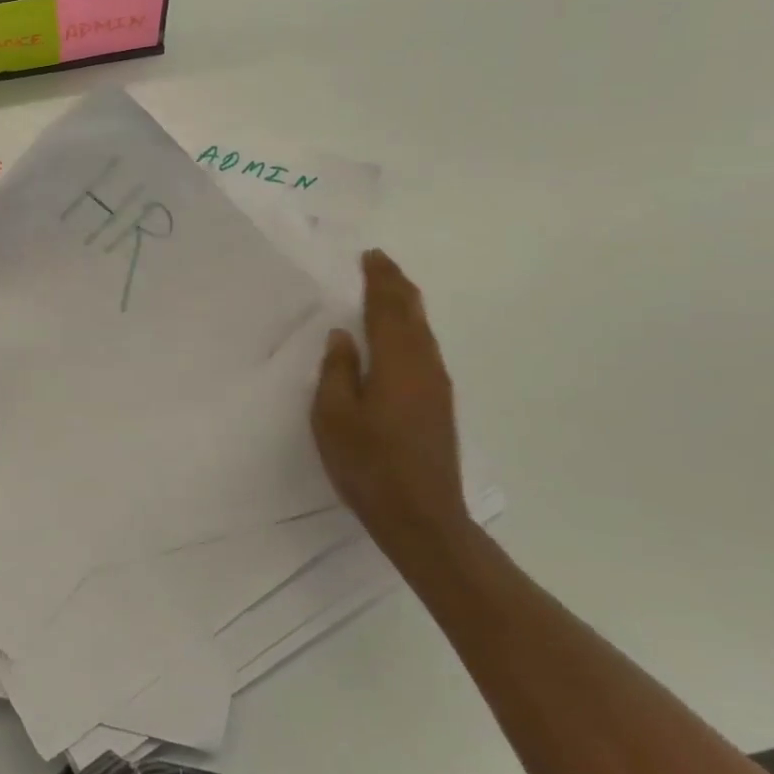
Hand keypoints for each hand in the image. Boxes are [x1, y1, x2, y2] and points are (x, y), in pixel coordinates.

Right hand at [311, 250, 468, 558]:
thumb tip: (342, 336)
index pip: (387, 308)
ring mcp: (437, 386)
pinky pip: (425, 349)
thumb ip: (336, 371)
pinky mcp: (440, 405)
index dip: (379, 280)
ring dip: (406, 306)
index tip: (370, 256)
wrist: (423, 517)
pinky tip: (402, 338)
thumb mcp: (334, 417)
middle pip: (412, 313)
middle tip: (380, 263)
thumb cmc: (369, 464)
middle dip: (396, 286)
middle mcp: (423, 366)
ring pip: (423, 331)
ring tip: (390, 291)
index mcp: (395, 362)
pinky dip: (411, 330)